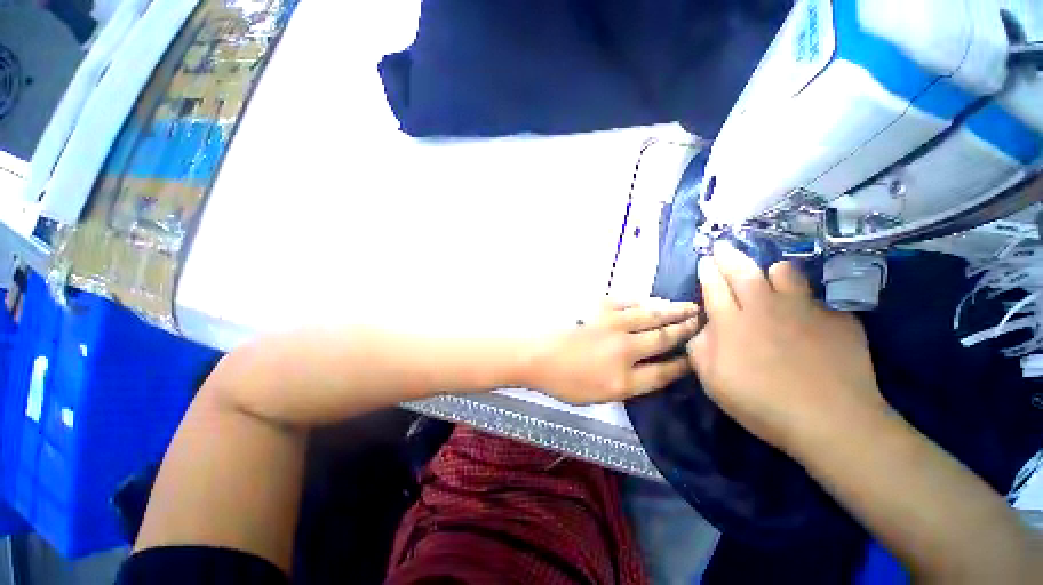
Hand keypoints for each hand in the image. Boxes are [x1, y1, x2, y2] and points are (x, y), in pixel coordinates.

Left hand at [526, 300, 700, 404]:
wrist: (535, 354)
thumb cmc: (561, 380)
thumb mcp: (596, 397)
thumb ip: (625, 386)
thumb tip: (646, 370)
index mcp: (623, 381)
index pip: (664, 373)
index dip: (683, 364)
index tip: (696, 356)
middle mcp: (624, 351)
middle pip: (663, 339)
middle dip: (685, 331)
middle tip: (701, 322)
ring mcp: (612, 326)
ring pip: (651, 316)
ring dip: (672, 311)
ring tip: (689, 307)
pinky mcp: (599, 309)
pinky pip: (629, 303)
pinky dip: (644, 302)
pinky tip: (653, 301)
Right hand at [686, 242, 887, 454]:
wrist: (830, 421)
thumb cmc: (761, 403)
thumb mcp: (713, 381)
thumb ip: (699, 348)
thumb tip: (703, 327)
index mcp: (731, 323)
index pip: (714, 286)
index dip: (707, 271)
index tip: (705, 260)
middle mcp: (764, 307)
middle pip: (742, 270)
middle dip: (728, 255)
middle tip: (722, 246)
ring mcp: (803, 308)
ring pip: (783, 271)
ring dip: (771, 271)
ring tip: (769, 277)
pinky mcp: (835, 316)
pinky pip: (816, 296)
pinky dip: (806, 298)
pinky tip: (806, 313)